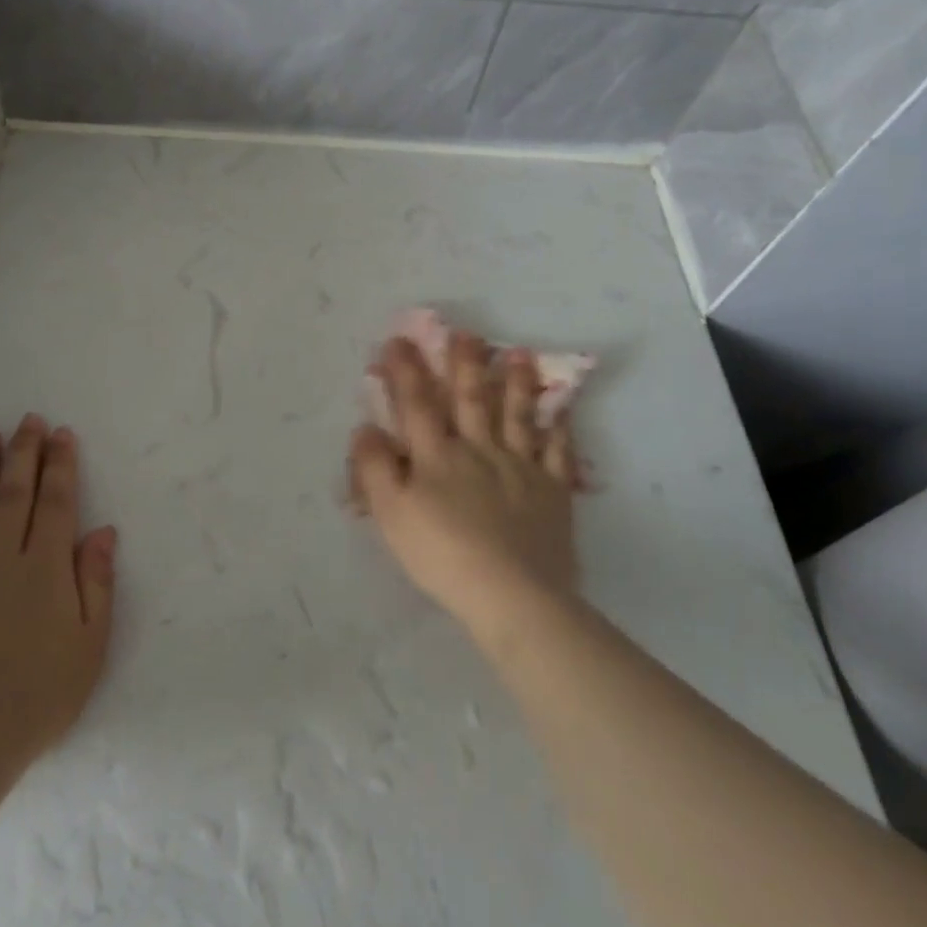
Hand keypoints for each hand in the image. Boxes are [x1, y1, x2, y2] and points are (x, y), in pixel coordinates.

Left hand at [0, 415, 117, 766]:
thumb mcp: (89, 645)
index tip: (61, 434)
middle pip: (14, 493)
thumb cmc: (38, 696)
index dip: (60, 465)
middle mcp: (0, 556)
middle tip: (27, 420)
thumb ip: (96, 583)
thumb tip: (102, 531)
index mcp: (45, 568)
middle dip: (23, 452)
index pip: (56, 502)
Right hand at [350, 333, 581, 642]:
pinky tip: (561, 411)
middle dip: (464, 364)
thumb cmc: (442, 554)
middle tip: (466, 333)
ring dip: (515, 384)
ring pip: (517, 416)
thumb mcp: (391, 515)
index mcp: (437, 456)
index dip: (406, 371)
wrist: (512, 593)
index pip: (417, 404)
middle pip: (471, 399)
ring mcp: (521, 468)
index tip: (399, 340)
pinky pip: (557, 452)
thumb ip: (375, 468)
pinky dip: (558, 428)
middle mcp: (479, 450)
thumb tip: (366, 428)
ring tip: (518, 354)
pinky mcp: (552, 491)